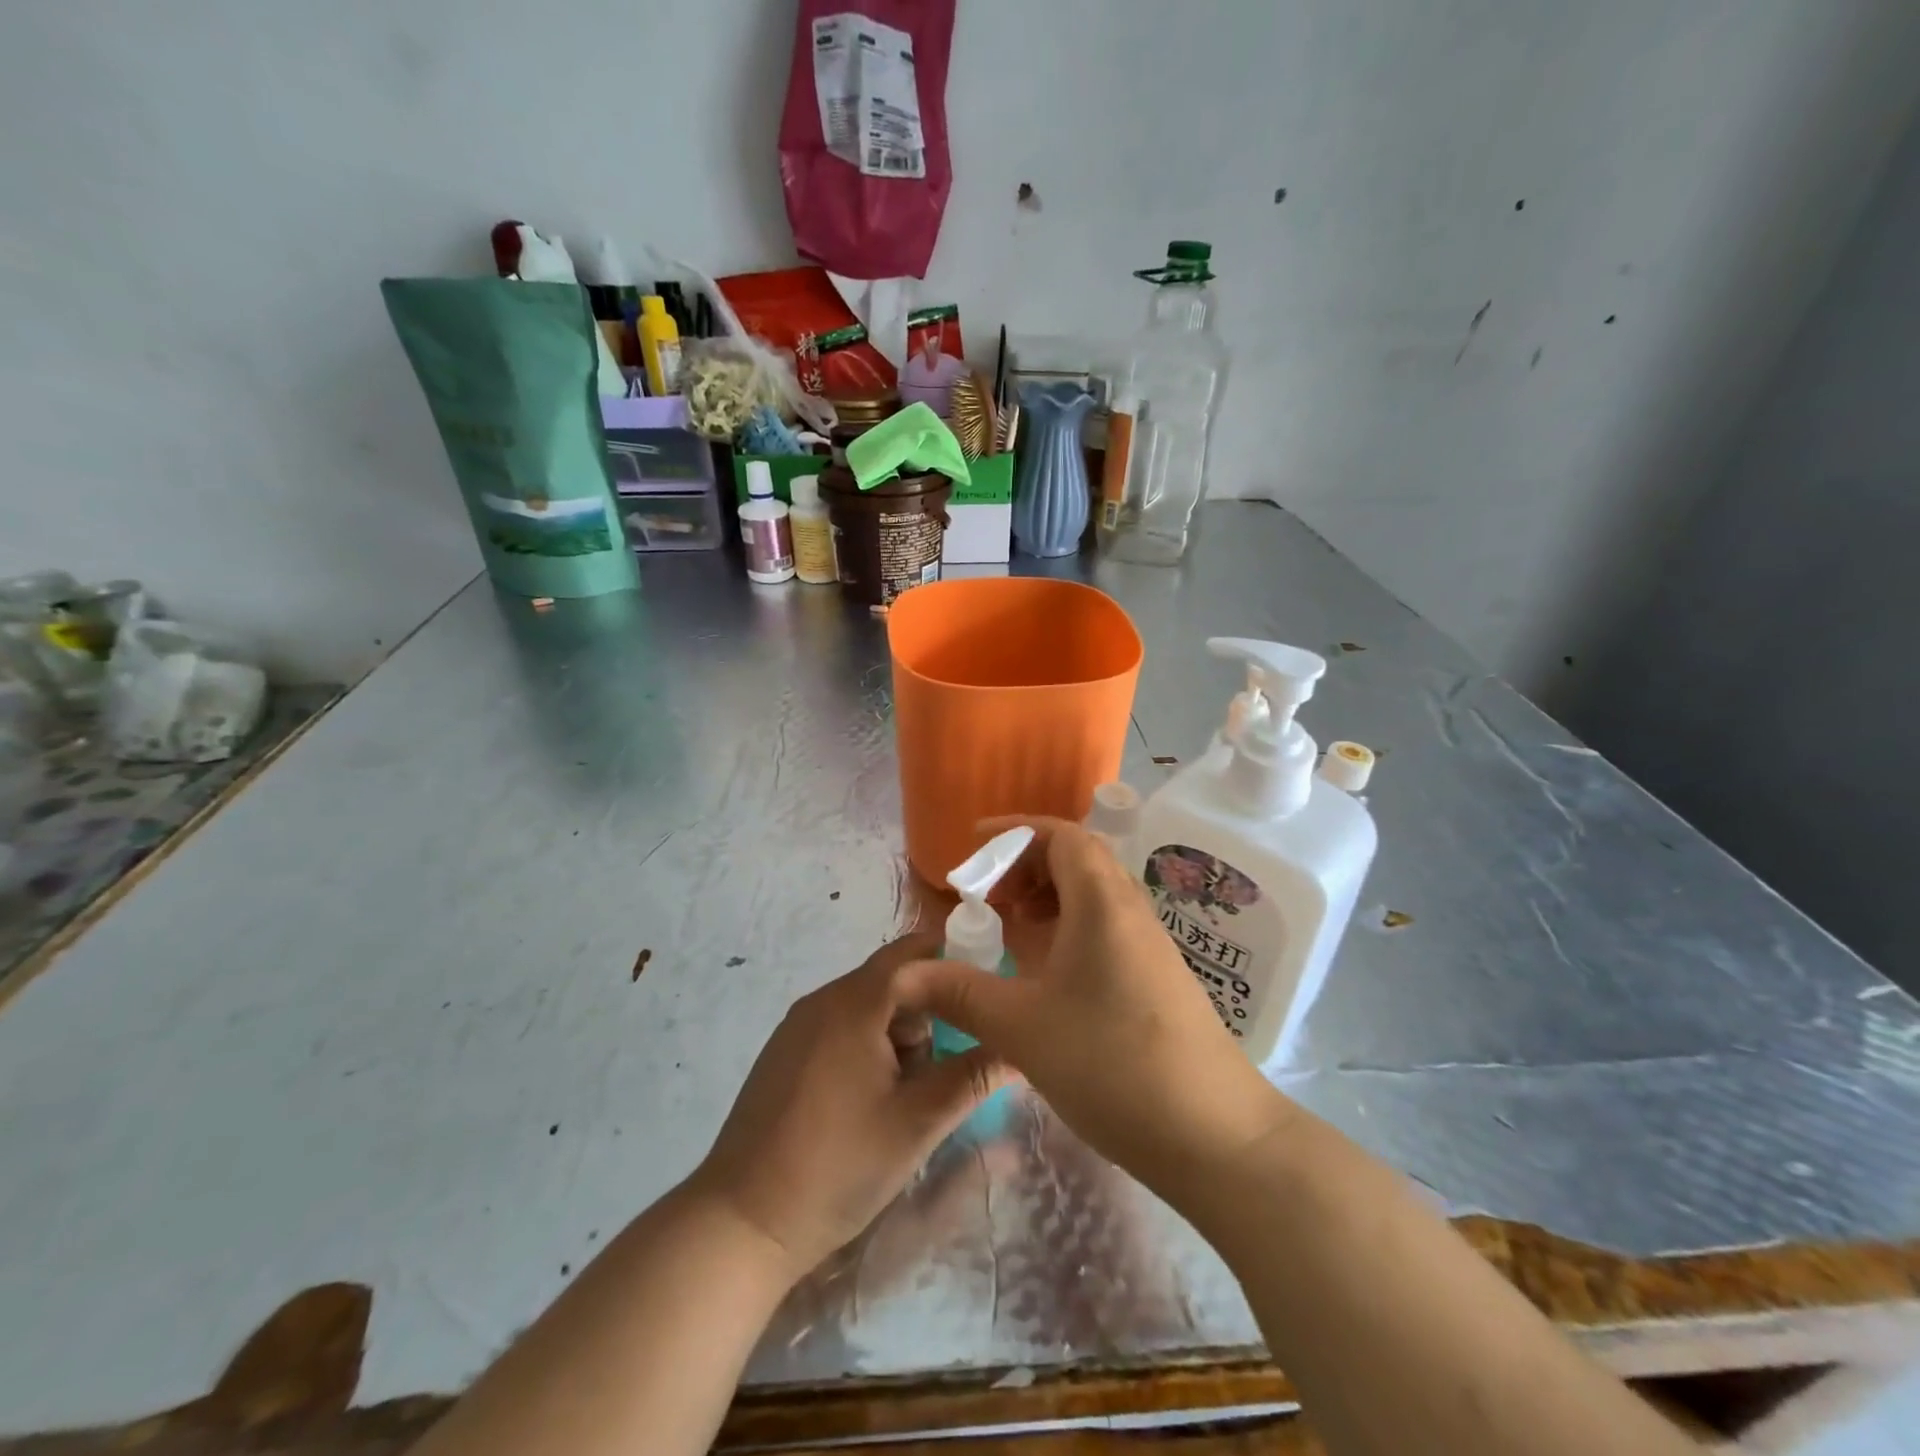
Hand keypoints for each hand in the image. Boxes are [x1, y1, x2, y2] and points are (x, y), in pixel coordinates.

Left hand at [688, 932, 1013, 1279]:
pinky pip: (841, 1026)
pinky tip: (876, 1096)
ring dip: (901, 1030)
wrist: (742, 1222)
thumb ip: (972, 1077)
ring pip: (867, 1005)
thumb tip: (1021, 1048)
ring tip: (918, 1086)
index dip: (955, 962)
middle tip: (959, 1053)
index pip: (914, 954)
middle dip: (931, 1007)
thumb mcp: (917, 1123)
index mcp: (854, 1003)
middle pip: (891, 979)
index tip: (990, 989)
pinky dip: (871, 1043)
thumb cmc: (837, 1166)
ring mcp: (798, 1026)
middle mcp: (822, 1000)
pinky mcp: (785, 1053)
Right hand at [912, 818, 1292, 1194]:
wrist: (1216, 1136)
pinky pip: (1103, 928)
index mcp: (1101, 903)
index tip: (971, 846)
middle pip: (1076, 858)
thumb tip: (902, 977)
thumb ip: (961, 993)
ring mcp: (1147, 944)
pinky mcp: (1154, 977)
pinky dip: (1065, 930)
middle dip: (1024, 865)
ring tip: (1007, 930)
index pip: (1061, 834)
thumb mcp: (1023, 1028)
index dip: (1013, 831)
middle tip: (984, 897)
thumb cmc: (1114, 1065)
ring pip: (1091, 895)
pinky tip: (1042, 973)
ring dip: (1045, 898)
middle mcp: (1129, 910)